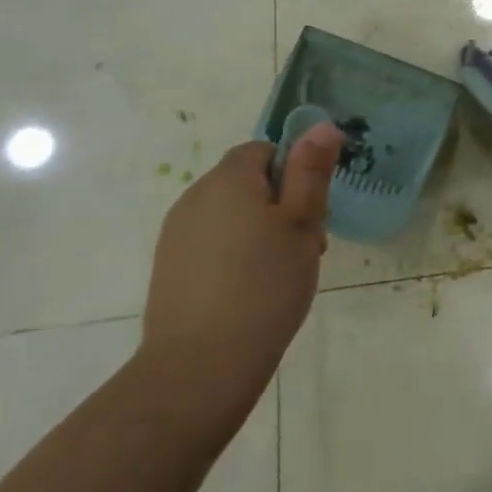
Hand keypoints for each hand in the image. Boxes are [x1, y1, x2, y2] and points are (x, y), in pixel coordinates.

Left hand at [136, 123, 341, 441]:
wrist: (200, 367)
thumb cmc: (264, 285)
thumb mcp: (301, 223)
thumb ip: (311, 171)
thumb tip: (322, 125)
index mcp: (228, 179)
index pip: (264, 151)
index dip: (294, 175)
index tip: (311, 214)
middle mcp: (195, 197)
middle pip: (248, 183)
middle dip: (281, 206)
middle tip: (305, 248)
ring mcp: (176, 235)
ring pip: (232, 216)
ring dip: (260, 233)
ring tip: (281, 274)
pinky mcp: (169, 268)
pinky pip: (213, 244)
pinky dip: (236, 257)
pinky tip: (251, 292)